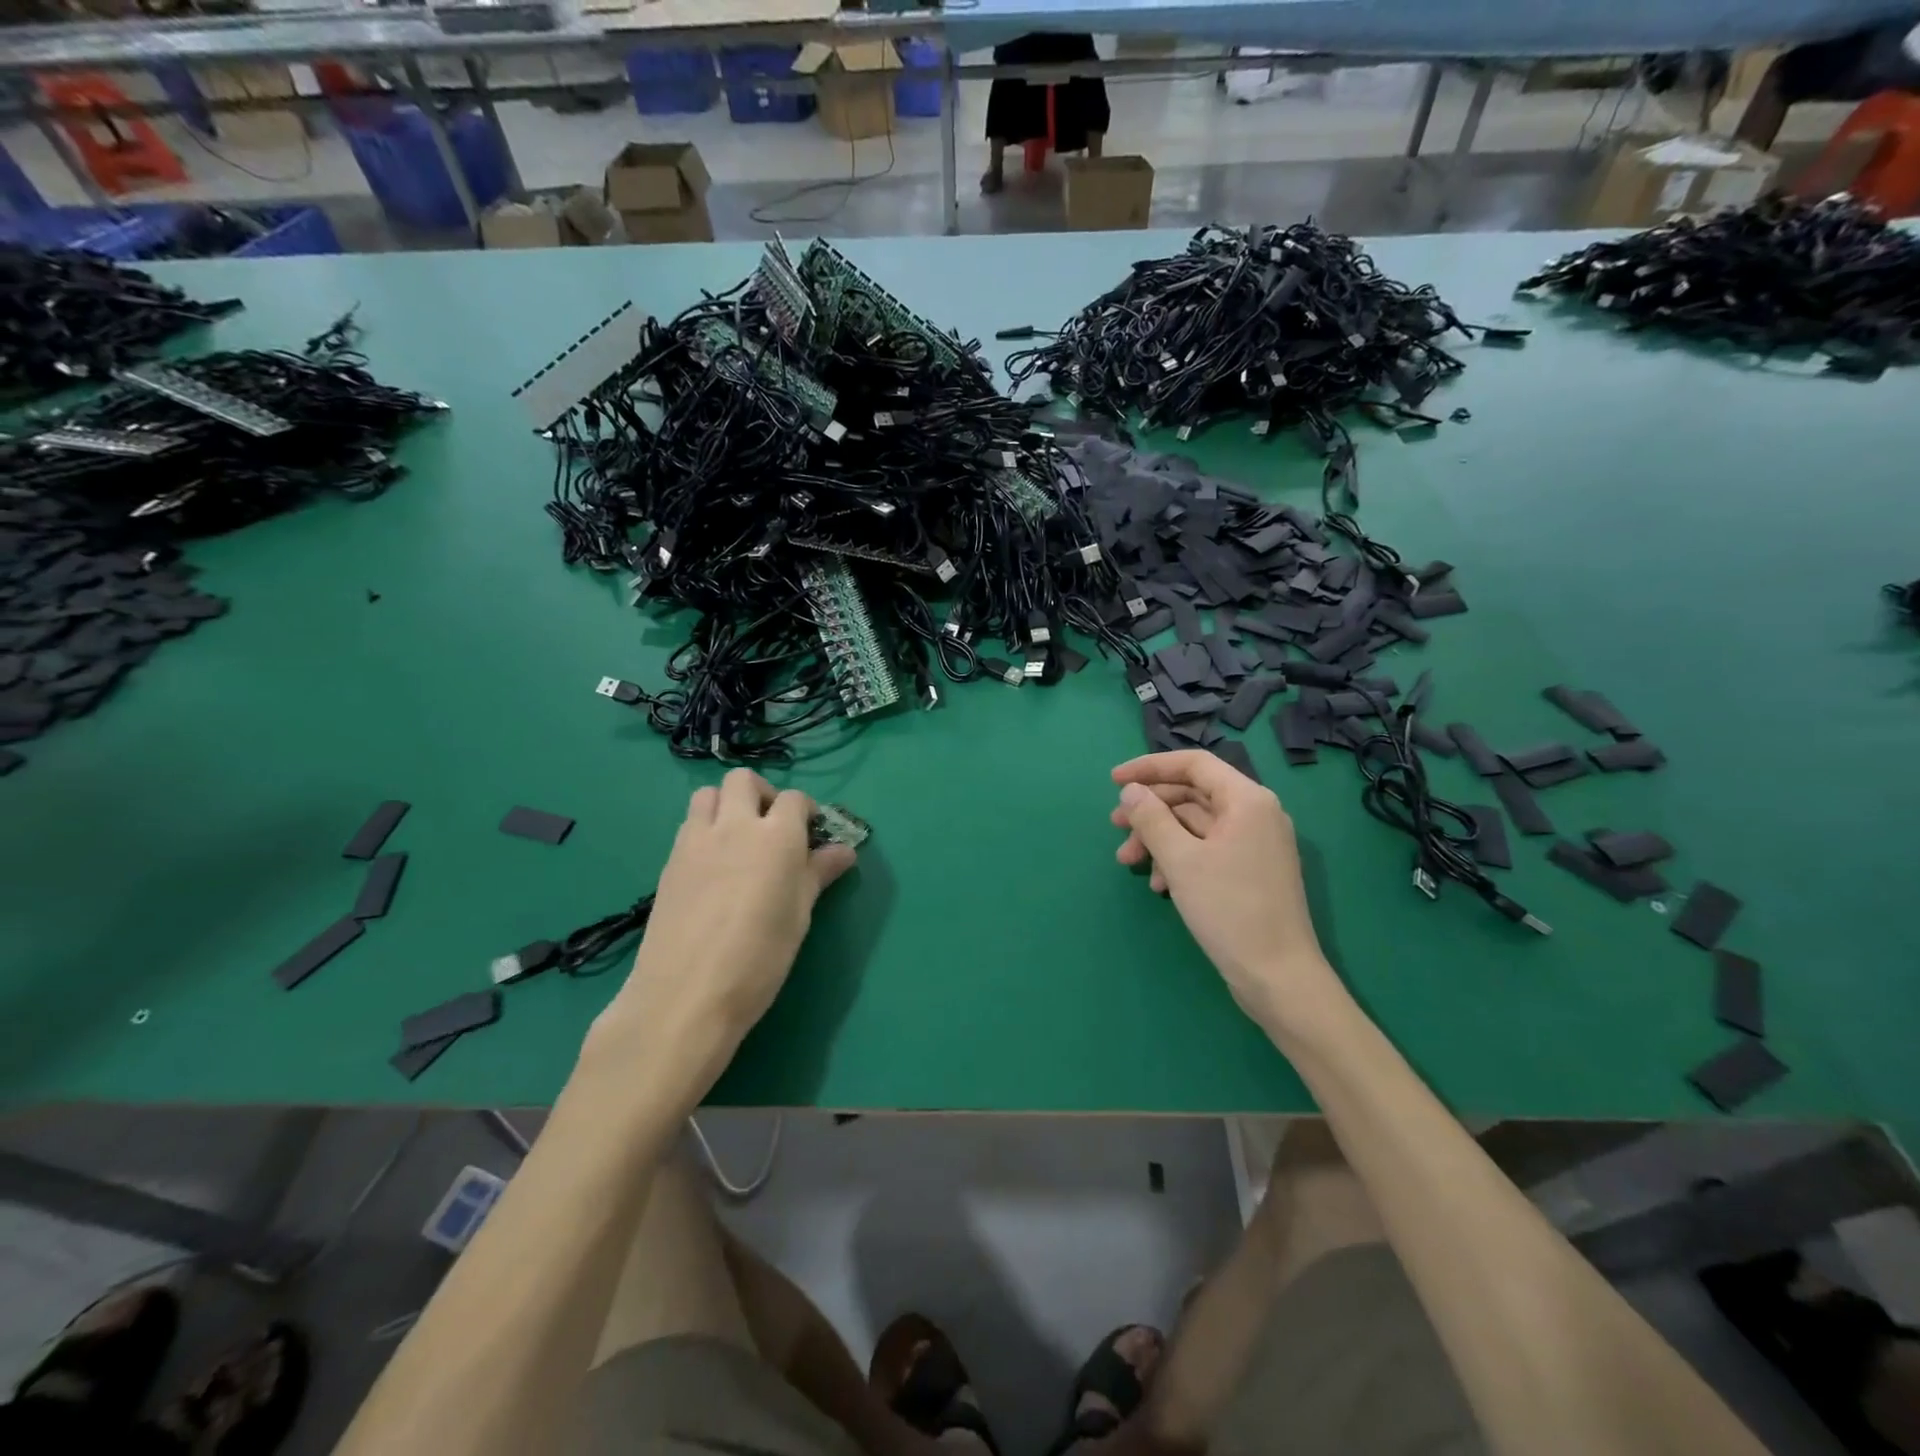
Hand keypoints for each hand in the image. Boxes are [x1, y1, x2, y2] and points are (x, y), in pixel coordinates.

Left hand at [586, 769, 855, 1077]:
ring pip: (708, 794)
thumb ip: (818, 874)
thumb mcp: (799, 916)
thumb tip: (843, 851)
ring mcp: (696, 840)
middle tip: (772, 829)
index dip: (807, 812)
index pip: (795, 799)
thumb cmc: (759, 958)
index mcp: (777, 837)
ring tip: (738, 840)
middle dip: (763, 794)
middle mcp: (735, 825)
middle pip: (745, 781)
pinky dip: (705, 829)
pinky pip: (689, 825)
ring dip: (726, 804)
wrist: (686, 995)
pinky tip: (713, 868)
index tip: (812, 836)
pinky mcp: (670, 860)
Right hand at [1110, 751, 1338, 1028]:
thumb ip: (1151, 819)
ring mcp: (1255, 844)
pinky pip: (1207, 850)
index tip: (1113, 781)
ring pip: (1195, 825)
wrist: (1278, 977)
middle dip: (1150, 811)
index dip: (1150, 767)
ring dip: (1158, 839)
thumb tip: (1130, 791)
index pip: (1194, 764)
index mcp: (1247, 800)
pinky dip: (1178, 859)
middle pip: (1192, 795)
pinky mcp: (1250, 871)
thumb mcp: (1180, 860)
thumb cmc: (1229, 910)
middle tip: (1114, 827)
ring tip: (1128, 862)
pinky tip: (1158, 884)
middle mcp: (1255, 814)